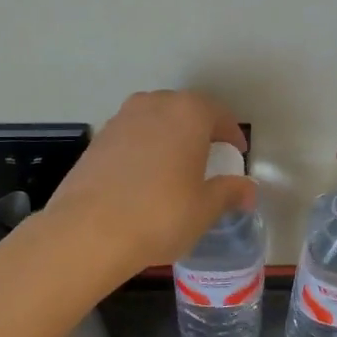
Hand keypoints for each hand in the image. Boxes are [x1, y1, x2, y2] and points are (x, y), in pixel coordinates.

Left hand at [49, 91, 255, 270]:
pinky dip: (144, 149)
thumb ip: (230, 192)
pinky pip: (131, 136)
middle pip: (185, 111)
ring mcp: (121, 119)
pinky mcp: (97, 139)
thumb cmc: (160, 215)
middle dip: (199, 131)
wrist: (88, 231)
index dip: (231, 134)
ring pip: (155, 121)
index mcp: (188, 113)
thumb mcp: (205, 208)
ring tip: (175, 167)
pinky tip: (144, 178)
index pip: (219, 115)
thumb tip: (248, 190)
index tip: (237, 154)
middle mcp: (154, 105)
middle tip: (208, 157)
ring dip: (169, 137)